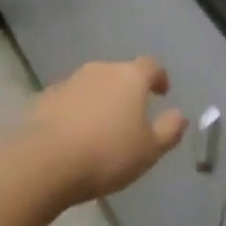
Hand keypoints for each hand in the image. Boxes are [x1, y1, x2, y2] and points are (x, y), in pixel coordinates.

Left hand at [26, 57, 187, 204]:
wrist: (45, 160)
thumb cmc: (107, 153)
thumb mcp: (149, 150)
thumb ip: (169, 130)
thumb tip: (180, 115)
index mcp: (130, 77)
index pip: (150, 65)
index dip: (158, 77)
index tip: (162, 92)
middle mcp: (100, 70)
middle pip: (120, 73)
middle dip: (127, 90)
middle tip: (131, 116)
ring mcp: (70, 80)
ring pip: (93, 84)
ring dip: (100, 99)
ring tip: (102, 128)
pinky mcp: (46, 96)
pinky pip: (69, 99)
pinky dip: (76, 110)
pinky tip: (74, 134)